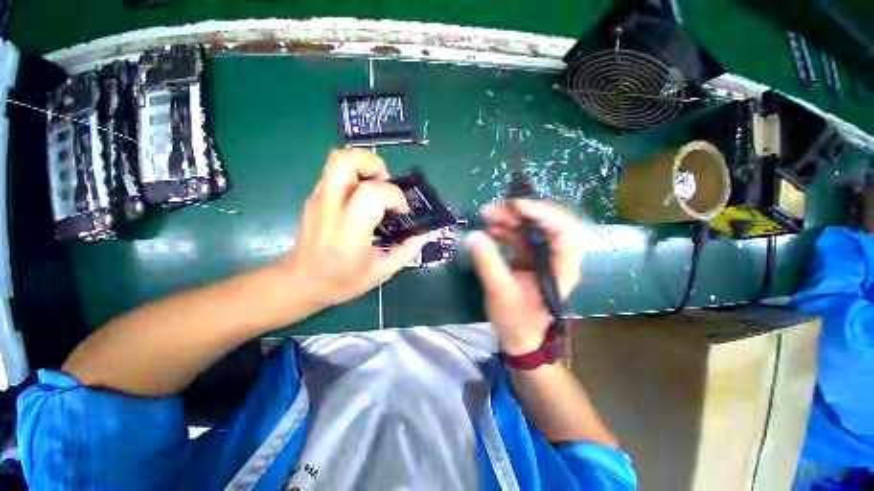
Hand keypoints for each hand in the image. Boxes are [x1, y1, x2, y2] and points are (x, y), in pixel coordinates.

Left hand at [279, 149, 430, 308]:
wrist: (301, 283)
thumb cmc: (342, 281)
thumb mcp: (381, 272)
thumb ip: (407, 251)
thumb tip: (425, 234)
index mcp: (349, 232)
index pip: (372, 193)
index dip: (394, 195)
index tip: (402, 210)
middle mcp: (329, 209)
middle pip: (345, 160)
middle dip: (373, 164)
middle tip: (386, 185)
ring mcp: (317, 200)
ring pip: (337, 160)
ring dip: (364, 166)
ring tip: (376, 189)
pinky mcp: (313, 198)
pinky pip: (335, 173)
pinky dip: (354, 177)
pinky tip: (362, 199)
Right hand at [466, 200, 583, 354]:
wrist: (520, 339)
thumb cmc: (517, 321)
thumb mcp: (500, 292)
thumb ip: (487, 263)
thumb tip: (472, 236)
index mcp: (562, 268)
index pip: (565, 230)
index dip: (543, 213)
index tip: (516, 207)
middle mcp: (557, 257)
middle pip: (547, 223)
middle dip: (520, 213)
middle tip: (493, 210)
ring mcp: (543, 256)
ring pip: (531, 227)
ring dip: (510, 219)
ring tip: (487, 217)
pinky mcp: (530, 258)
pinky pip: (520, 236)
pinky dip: (505, 230)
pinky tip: (490, 229)